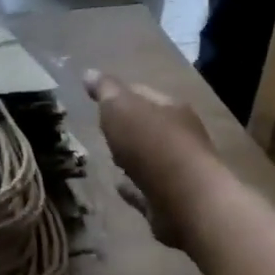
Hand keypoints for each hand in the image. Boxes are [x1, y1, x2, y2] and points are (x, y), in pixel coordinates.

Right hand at [84, 72, 219, 250]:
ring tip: (108, 158)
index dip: (118, 92)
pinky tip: (118, 186)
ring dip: (131, 157)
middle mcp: (180, 136)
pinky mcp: (170, 201)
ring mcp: (178, 171)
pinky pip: (145, 189)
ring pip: (148, 159)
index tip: (95, 97)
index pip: (141, 93)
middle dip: (126, 126)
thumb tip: (89, 73)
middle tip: (102, 128)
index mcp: (171, 108)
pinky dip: (132, 187)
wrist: (185, 201)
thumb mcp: (121, 107)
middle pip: (147, 126)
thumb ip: (105, 90)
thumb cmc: (152, 144)